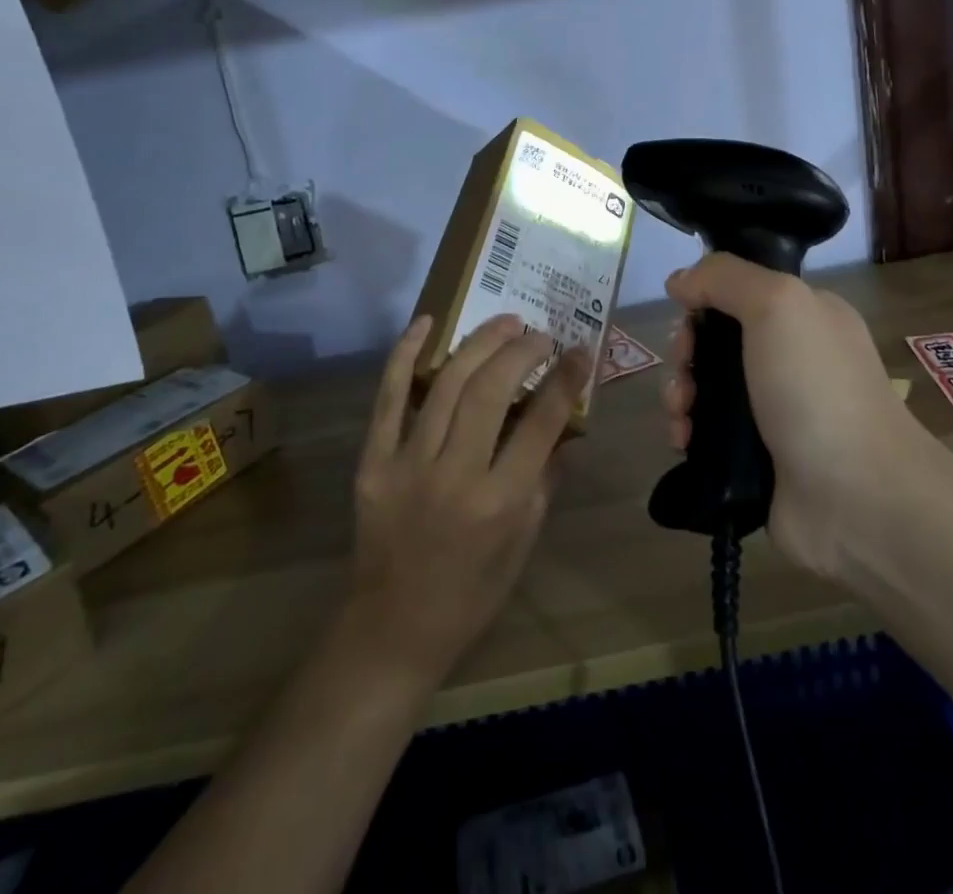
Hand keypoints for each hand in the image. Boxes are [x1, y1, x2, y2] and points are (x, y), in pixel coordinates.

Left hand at [347, 313, 590, 688]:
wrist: (392, 628)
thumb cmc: (472, 593)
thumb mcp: (524, 543)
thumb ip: (546, 478)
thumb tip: (566, 422)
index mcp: (501, 502)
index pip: (541, 423)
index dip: (565, 378)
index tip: (579, 351)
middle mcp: (455, 476)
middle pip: (491, 391)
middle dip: (522, 351)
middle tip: (539, 334)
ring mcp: (408, 465)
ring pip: (447, 384)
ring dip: (480, 344)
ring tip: (505, 322)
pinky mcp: (373, 462)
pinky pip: (388, 398)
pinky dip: (405, 354)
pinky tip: (427, 323)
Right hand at [662, 254, 936, 579]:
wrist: (858, 498)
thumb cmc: (818, 389)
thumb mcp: (779, 305)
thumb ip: (725, 278)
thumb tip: (680, 280)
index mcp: (804, 317)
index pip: (738, 292)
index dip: (704, 301)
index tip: (689, 320)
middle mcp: (789, 359)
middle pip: (715, 341)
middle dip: (686, 352)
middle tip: (685, 371)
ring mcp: (772, 412)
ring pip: (705, 388)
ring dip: (679, 393)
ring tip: (680, 414)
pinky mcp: (754, 458)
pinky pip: (705, 433)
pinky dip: (686, 432)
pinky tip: (683, 441)